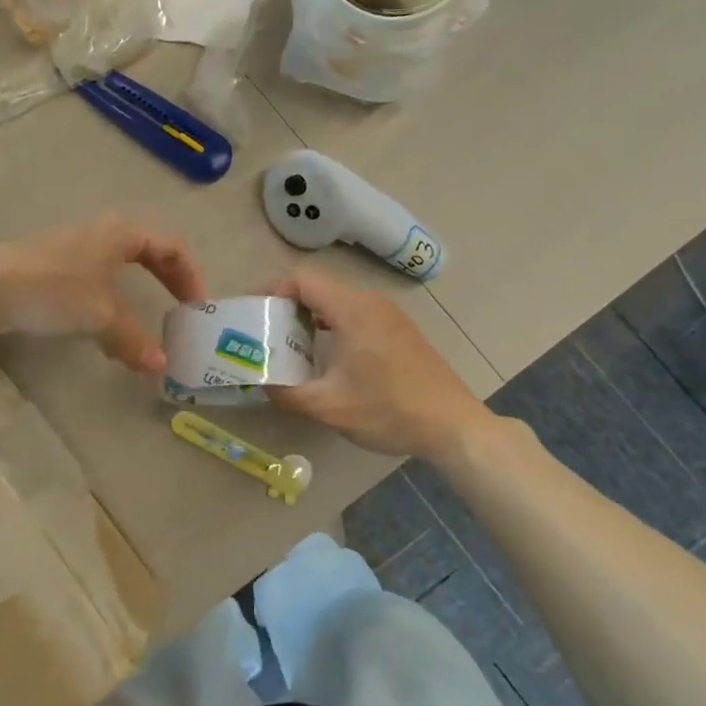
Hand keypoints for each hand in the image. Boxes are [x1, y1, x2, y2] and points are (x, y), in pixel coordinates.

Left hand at [0, 214, 206, 372]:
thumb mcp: (101, 316)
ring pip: (116, 265)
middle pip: (146, 251)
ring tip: (138, 323)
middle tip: (178, 307)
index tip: (196, 306)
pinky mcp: (49, 263)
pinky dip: (107, 298)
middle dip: (165, 279)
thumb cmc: (55, 290)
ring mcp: (72, 246)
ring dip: (134, 292)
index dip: (189, 276)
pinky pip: (93, 277)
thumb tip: (160, 366)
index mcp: (120, 234)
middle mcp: (99, 232)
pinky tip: (98, 324)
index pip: (170, 247)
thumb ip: (133, 340)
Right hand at [263, 268, 492, 460]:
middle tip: (264, 332)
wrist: (453, 426)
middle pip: (319, 287)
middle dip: (286, 305)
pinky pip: (355, 314)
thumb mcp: (328, 407)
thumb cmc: (389, 410)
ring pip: (338, 301)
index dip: (272, 290)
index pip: (303, 279)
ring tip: (288, 344)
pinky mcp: (399, 331)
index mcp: (353, 310)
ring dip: (310, 316)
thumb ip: (286, 392)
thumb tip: (260, 382)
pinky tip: (325, 355)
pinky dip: (331, 324)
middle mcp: (372, 302)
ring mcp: (390, 315)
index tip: (253, 313)